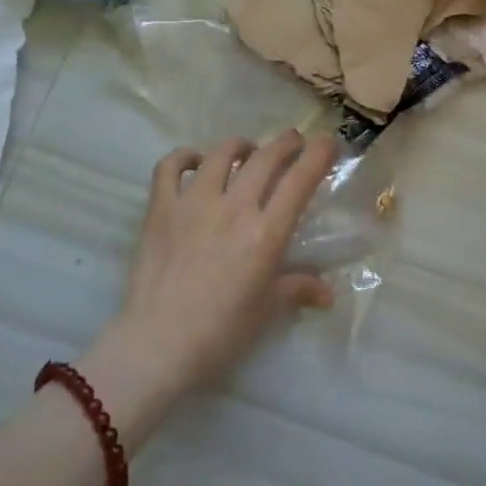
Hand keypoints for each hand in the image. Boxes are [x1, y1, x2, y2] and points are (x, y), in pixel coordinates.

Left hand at [108, 128, 337, 395]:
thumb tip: (328, 293)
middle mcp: (233, 207)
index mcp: (266, 232)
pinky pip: (170, 167)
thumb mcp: (267, 310)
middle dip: (286, 142)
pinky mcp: (160, 208)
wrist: (157, 344)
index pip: (300, 180)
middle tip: (294, 142)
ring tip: (247, 151)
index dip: (318, 154)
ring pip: (222, 154)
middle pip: (265, 157)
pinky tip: (195, 162)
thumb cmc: (221, 332)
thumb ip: (298, 289)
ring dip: (241, 146)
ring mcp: (193, 203)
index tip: (328, 142)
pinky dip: (185, 157)